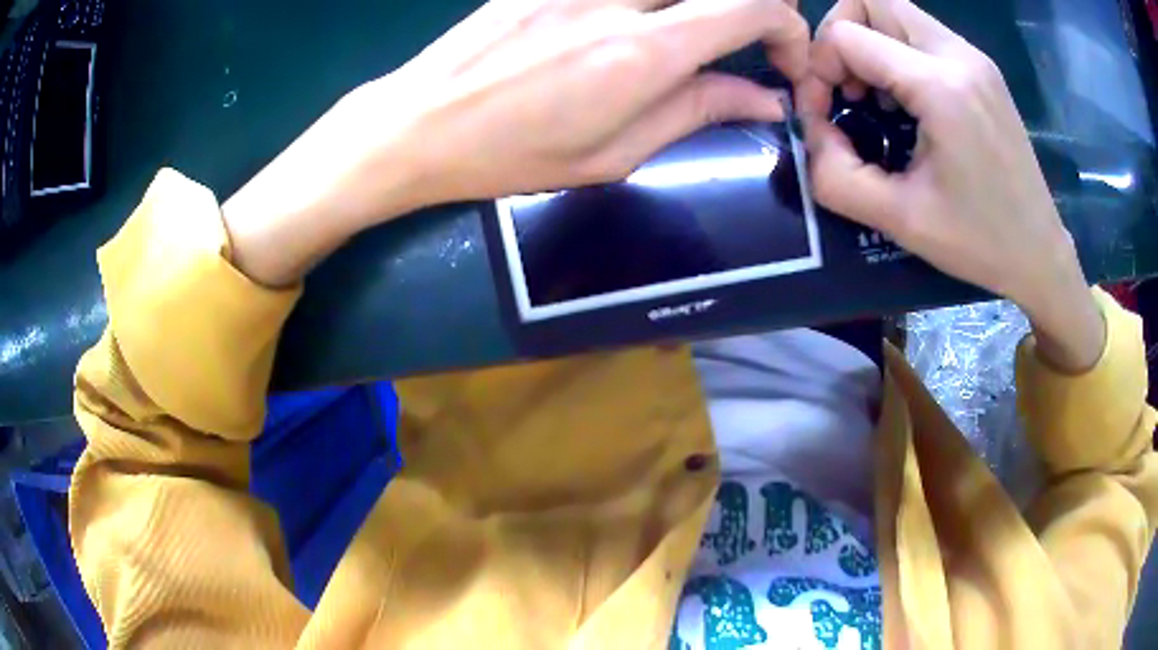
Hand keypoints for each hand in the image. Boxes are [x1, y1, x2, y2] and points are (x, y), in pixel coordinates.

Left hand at [223, 0, 808, 286]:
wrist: (417, 123)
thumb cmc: (510, 154)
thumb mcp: (612, 155)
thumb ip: (696, 112)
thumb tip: (763, 99)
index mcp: (641, 54)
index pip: (750, 7)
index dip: (788, 27)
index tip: (783, 60)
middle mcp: (615, 0)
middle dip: (760, 3)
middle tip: (757, 35)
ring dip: (706, 0)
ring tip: (704, 27)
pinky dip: (654, 0)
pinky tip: (647, 19)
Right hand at [800, 0, 1103, 370]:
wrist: (1040, 254)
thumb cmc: (978, 243)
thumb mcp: (899, 219)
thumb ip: (835, 174)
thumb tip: (813, 130)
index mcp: (940, 87)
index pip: (847, 34)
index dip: (818, 68)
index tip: (825, 114)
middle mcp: (957, 55)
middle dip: (841, 36)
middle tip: (845, 88)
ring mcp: (974, 58)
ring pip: (895, 9)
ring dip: (869, 41)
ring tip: (874, 96)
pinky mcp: (982, 68)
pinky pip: (921, 32)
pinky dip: (897, 51)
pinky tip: (906, 100)